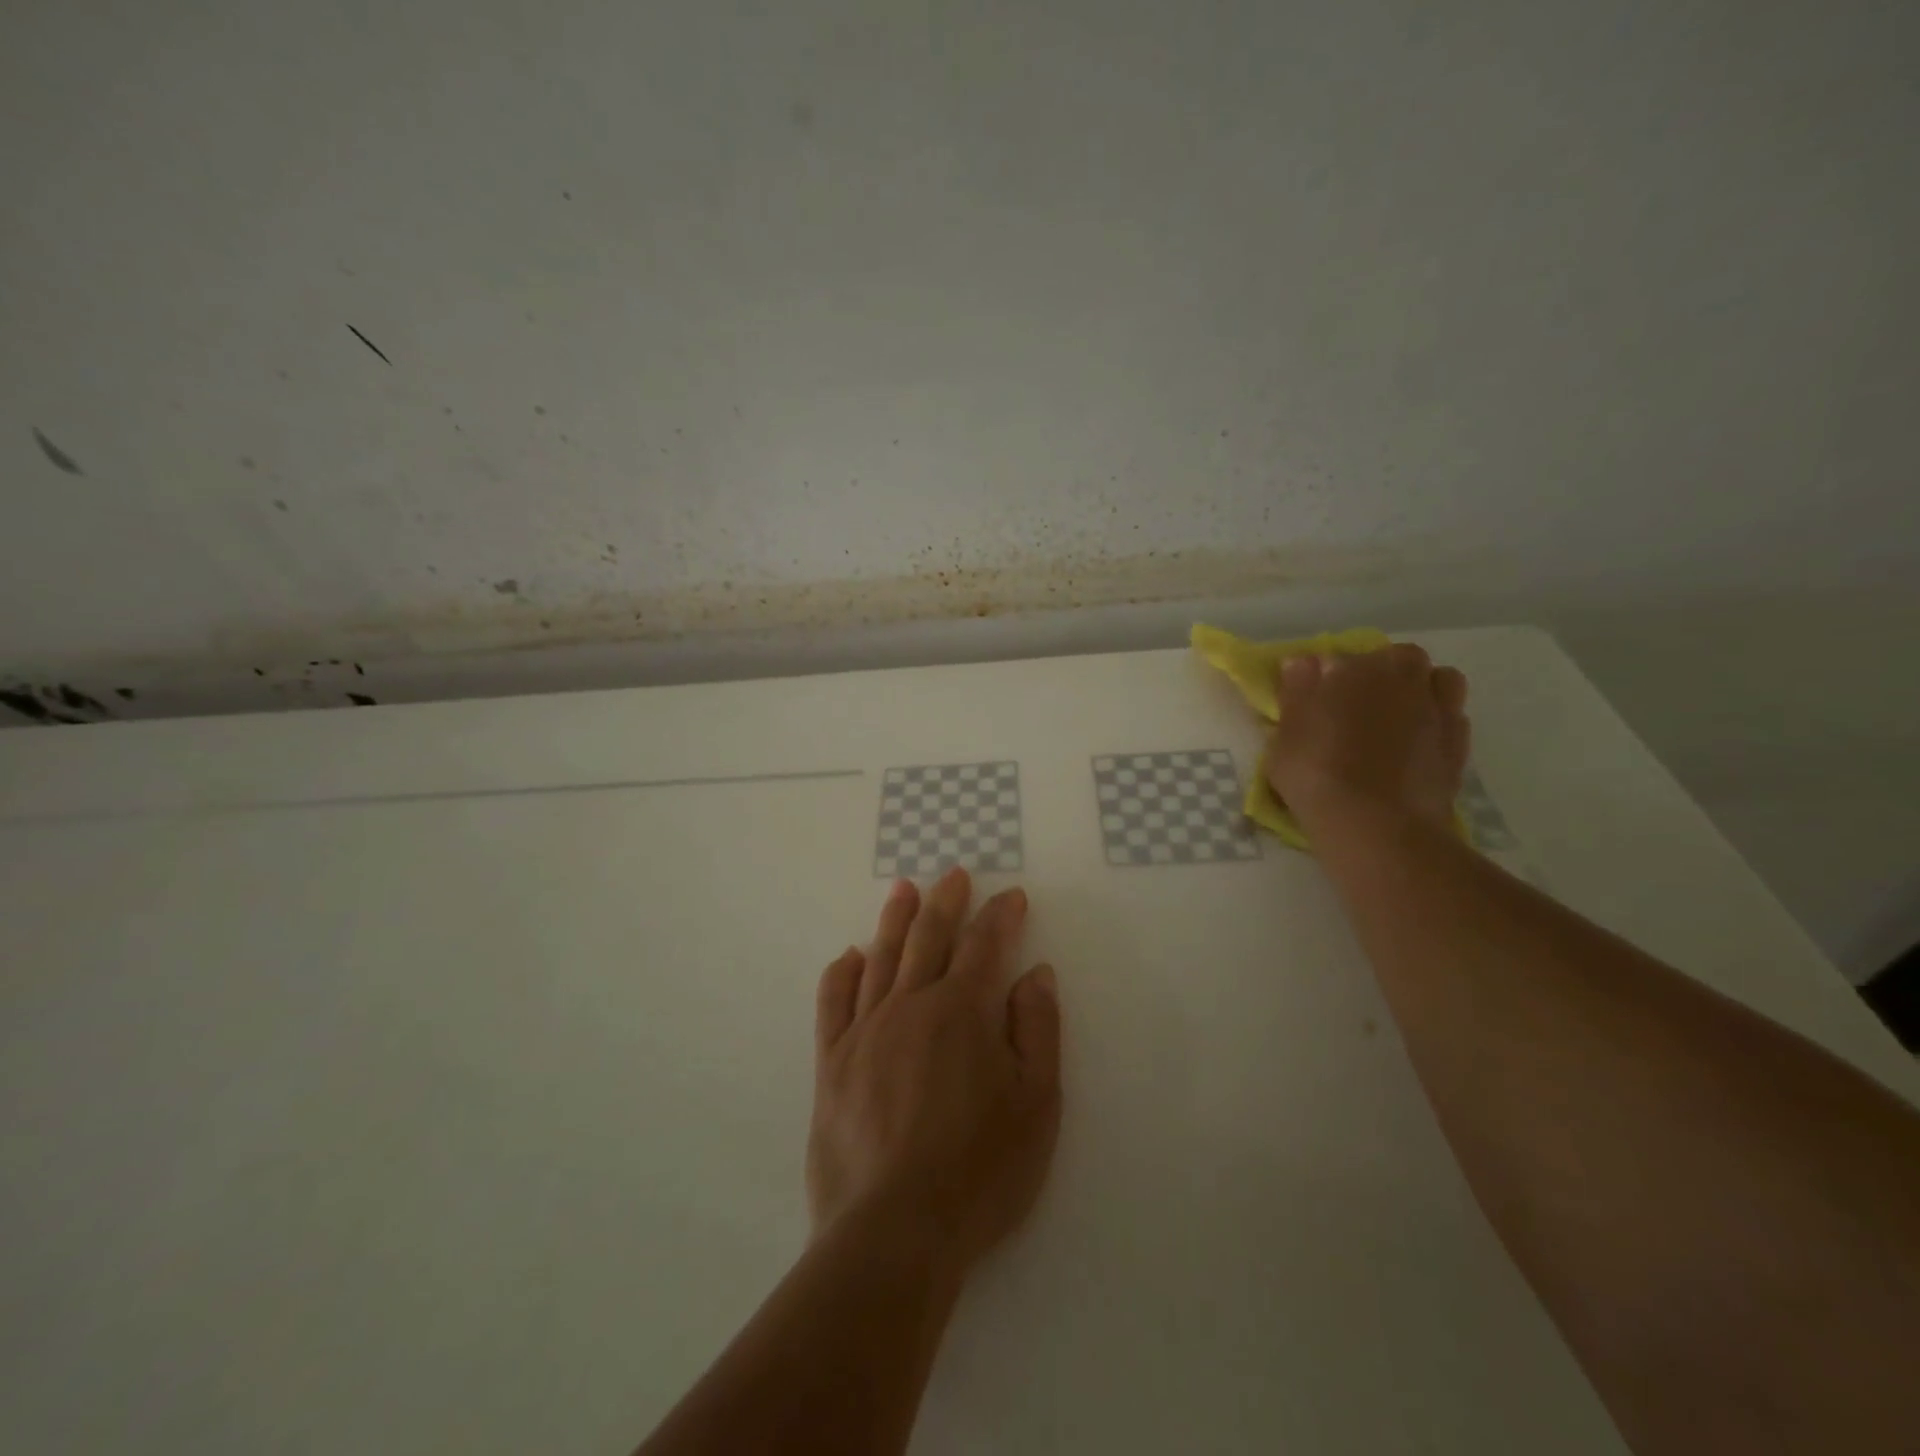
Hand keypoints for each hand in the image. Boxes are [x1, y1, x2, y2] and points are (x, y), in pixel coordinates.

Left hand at [807, 868, 1061, 1277]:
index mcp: (961, 1012)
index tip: (1012, 897)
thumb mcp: (1036, 1105)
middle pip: (930, 938)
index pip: (985, 946)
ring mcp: (865, 1031)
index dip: (1001, 917)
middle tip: (954, 875)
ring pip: (881, 958)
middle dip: (946, 902)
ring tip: (903, 888)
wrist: (893, 1232)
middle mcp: (910, 1006)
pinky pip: (833, 1003)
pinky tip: (850, 956)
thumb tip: (1036, 973)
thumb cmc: (979, 1171)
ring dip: (895, 920)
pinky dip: (842, 973)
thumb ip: (1037, 1031)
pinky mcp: (831, 1063)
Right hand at [1263, 643, 1470, 834]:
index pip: (1339, 658)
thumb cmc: (1317, 774)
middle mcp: (1404, 679)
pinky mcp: (1459, 745)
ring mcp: (1438, 711)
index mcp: (1356, 669)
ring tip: (1397, 718)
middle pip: (1400, 659)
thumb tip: (1303, 661)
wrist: (1377, 825)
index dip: (1327, 676)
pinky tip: (1417, 746)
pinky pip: (1453, 718)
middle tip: (1358, 705)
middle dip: (1383, 672)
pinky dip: (1437, 723)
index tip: (1315, 699)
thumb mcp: (1284, 736)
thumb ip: (1296, 693)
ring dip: (1422, 689)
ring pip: (1440, 681)